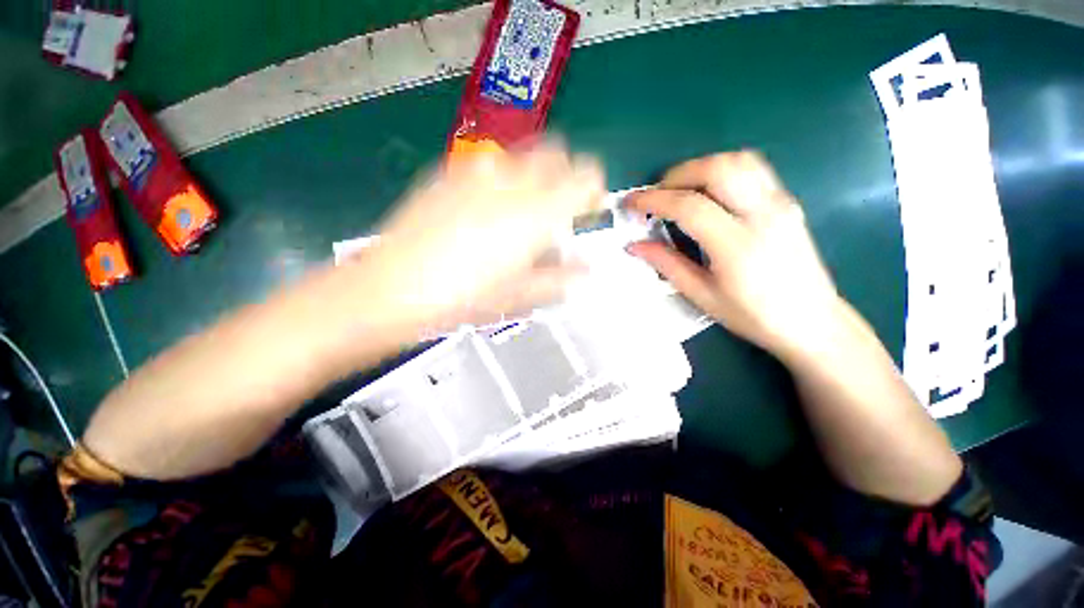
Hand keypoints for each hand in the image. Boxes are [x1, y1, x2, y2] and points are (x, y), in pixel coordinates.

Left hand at [357, 141, 603, 336]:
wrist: (391, 289)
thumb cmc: (463, 297)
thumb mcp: (519, 295)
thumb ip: (560, 278)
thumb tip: (585, 271)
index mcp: (536, 212)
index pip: (586, 175)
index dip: (593, 188)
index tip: (588, 207)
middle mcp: (511, 180)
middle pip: (556, 154)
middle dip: (564, 176)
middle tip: (555, 209)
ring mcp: (476, 171)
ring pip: (521, 157)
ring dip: (532, 178)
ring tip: (517, 213)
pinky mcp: (447, 173)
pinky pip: (488, 165)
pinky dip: (500, 181)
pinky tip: (483, 211)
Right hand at [627, 151, 840, 358]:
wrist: (812, 321)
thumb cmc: (754, 316)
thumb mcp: (702, 296)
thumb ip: (667, 265)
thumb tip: (635, 245)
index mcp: (737, 246)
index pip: (689, 206)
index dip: (653, 199)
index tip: (630, 203)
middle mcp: (763, 215)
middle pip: (717, 169)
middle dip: (677, 175)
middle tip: (655, 195)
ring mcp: (780, 203)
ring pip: (738, 160)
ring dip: (700, 168)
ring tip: (679, 191)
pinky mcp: (787, 201)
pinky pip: (752, 169)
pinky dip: (721, 171)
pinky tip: (708, 193)